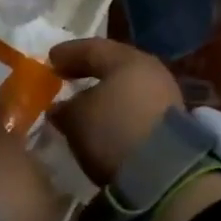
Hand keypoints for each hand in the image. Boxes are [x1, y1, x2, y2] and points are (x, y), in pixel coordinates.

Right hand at [47, 38, 184, 187]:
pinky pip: (135, 109)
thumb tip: (60, 108)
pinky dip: (117, 112)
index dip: (68, 53)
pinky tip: (103, 123)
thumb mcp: (76, 119)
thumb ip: (64, 108)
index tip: (50, 59)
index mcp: (127, 60)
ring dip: (104, 95)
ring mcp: (165, 97)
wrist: (163, 172)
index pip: (92, 48)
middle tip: (66, 77)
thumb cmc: (113, 132)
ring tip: (83, 105)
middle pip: (113, 67)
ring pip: (126, 89)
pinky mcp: (170, 124)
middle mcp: (150, 71)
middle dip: (88, 72)